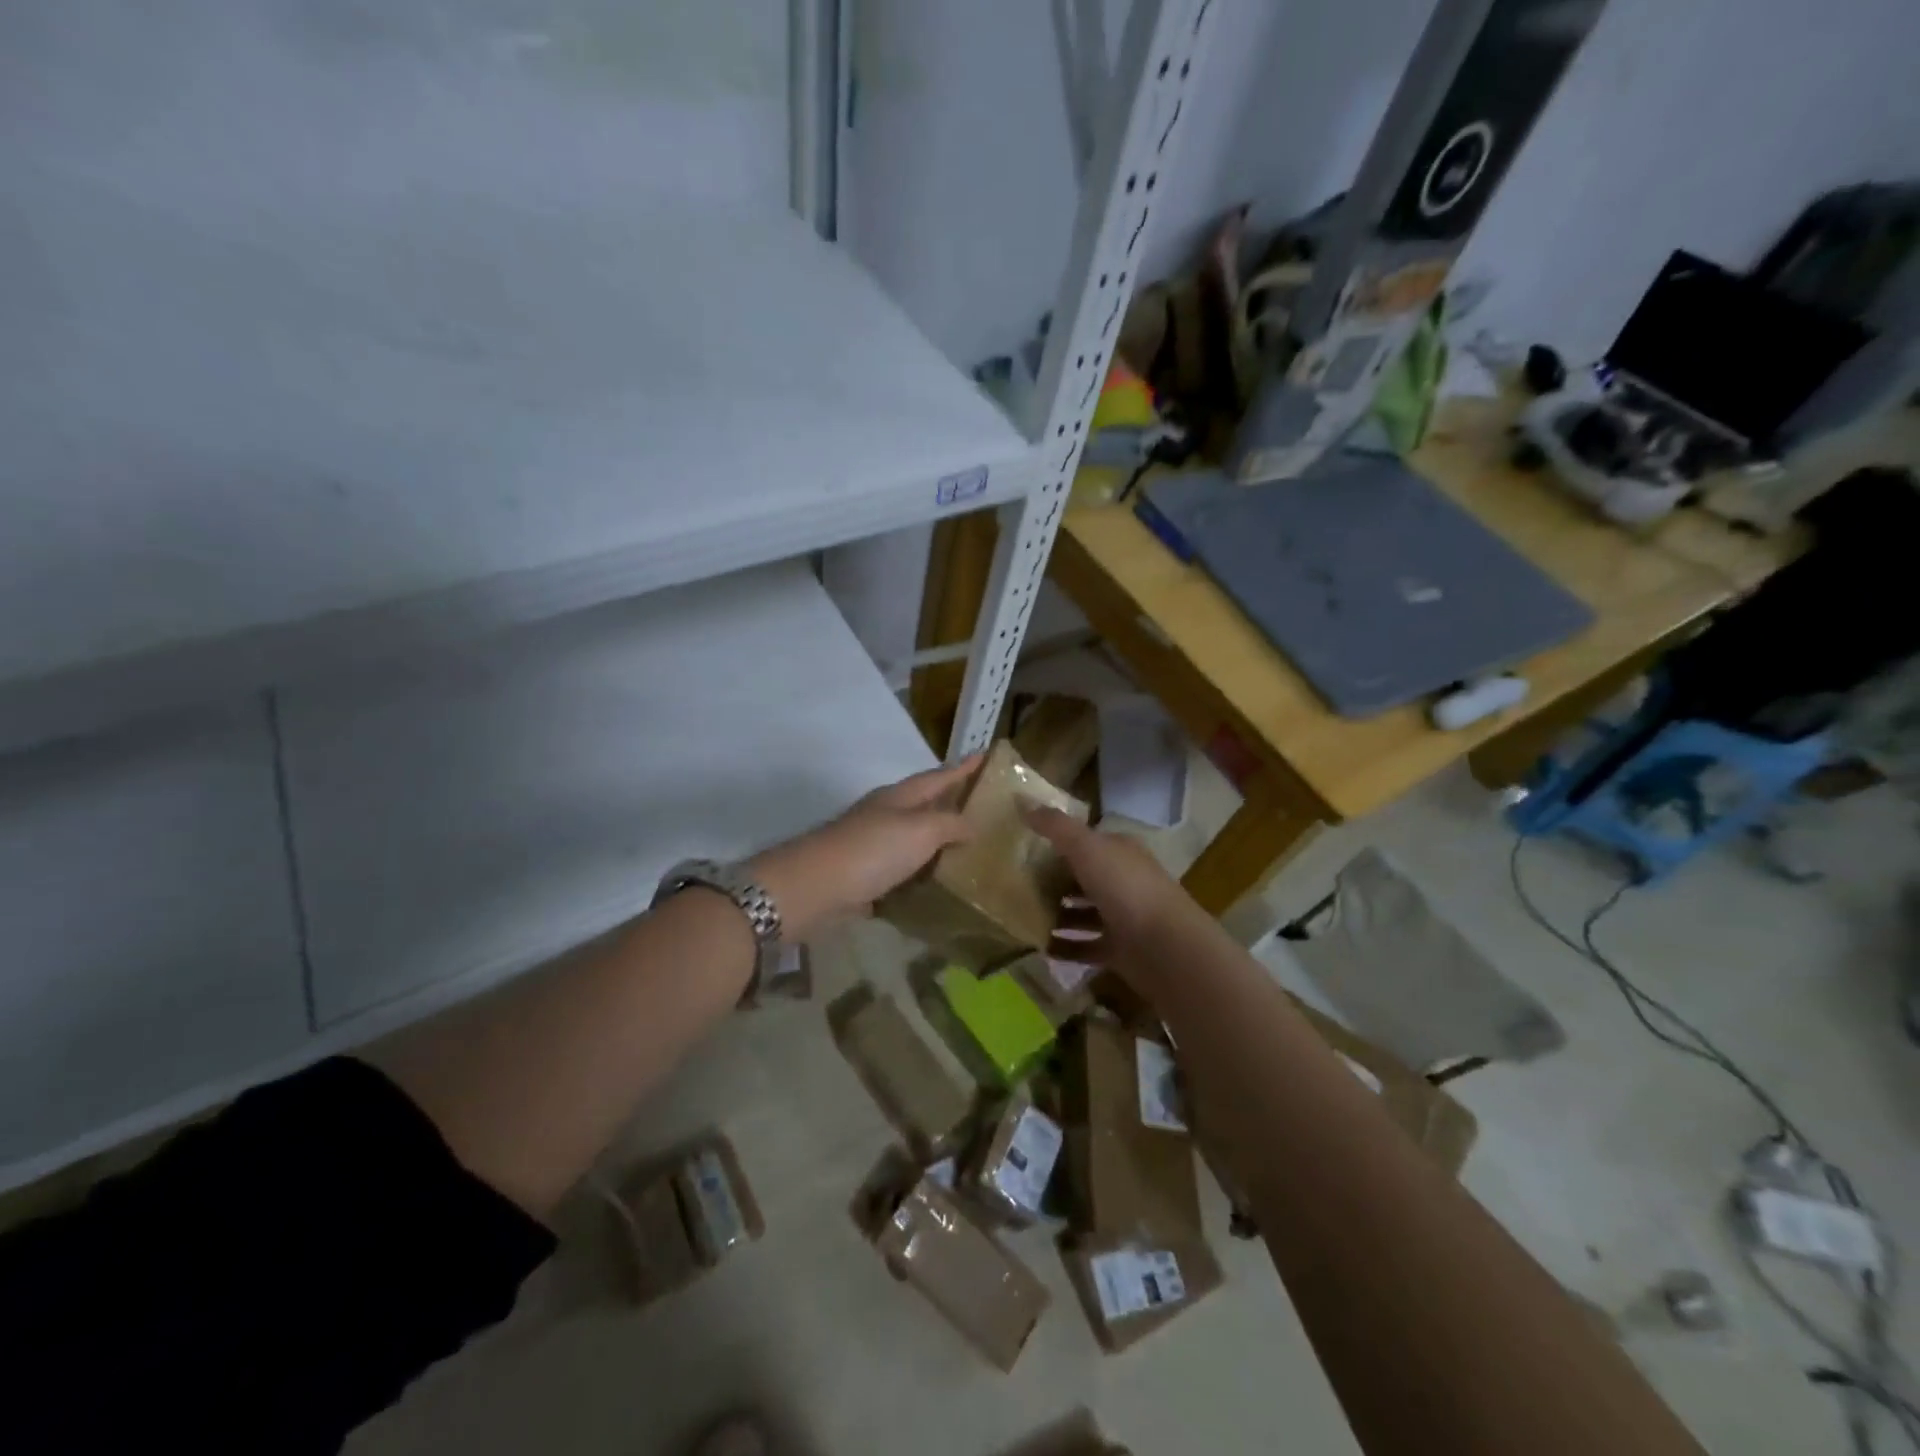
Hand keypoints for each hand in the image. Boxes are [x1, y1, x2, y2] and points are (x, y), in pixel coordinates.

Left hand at [750, 756, 980, 940]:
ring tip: (967, 852)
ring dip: (935, 843)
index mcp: (899, 797)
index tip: (984, 755)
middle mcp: (884, 816)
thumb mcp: (920, 831)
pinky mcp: (863, 877)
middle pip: (923, 805)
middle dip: (949, 804)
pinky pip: (899, 873)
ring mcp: (871, 846)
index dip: (962, 768)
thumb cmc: (873, 850)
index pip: (938, 776)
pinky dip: (917, 876)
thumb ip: (950, 824)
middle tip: (981, 808)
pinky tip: (934, 888)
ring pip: (911, 840)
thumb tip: (972, 824)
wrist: (815, 887)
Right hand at [1021, 804, 1204, 983]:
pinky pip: (1085, 947)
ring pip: (1082, 913)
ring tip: (1021, 917)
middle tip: (1015, 885)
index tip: (1023, 848)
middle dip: (1052, 881)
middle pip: (1083, 878)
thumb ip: (1055, 826)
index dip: (1057, 843)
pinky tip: (1039, 947)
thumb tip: (1021, 800)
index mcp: (1120, 852)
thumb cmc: (1126, 888)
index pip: (1086, 842)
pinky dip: (1064, 947)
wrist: (1165, 947)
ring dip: (1056, 915)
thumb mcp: (1086, 847)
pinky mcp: (1119, 950)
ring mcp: (1123, 918)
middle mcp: (1124, 881)